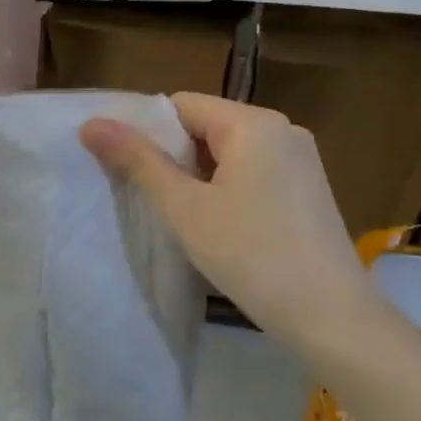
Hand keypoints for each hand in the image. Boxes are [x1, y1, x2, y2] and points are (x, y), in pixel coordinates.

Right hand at [80, 92, 376, 351]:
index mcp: (253, 123)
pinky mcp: (307, 189)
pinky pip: (252, 172)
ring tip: (175, 213)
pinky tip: (214, 224)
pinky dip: (224, 188)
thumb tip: (91, 123)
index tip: (123, 167)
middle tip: (143, 195)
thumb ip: (138, 161)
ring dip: (196, 175)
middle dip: (171, 155)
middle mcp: (282, 130)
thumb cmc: (250, 254)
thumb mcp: (183, 207)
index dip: (146, 131)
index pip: (181, 105)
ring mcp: (300, 160)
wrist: (329, 315)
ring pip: (228, 152)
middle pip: (205, 126)